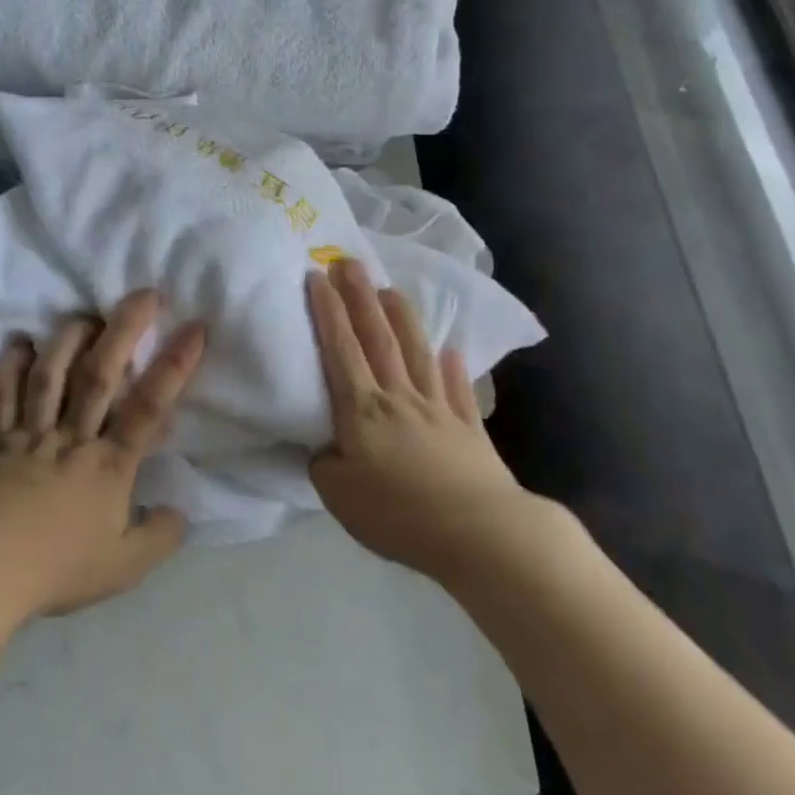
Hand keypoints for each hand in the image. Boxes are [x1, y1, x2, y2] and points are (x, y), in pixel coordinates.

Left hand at [0, 290, 204, 618]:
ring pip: (51, 374)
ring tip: (85, 314)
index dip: (174, 365)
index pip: (150, 407)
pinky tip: (17, 343)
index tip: (194, 327)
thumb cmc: (55, 569)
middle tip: (144, 294)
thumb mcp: (123, 568)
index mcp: (109, 465)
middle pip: (101, 374)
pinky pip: (0, 395)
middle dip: (124, 330)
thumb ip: (159, 537)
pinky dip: (8, 367)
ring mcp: (28, 434)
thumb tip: (179, 511)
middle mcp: (71, 438)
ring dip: (68, 338)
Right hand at [306, 260, 540, 582]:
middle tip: (348, 261)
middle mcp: (400, 396)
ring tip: (390, 289)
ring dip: (402, 317)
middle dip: (360, 296)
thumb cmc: (398, 514)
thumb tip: (326, 446)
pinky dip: (453, 368)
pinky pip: (458, 389)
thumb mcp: (338, 495)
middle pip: (378, 337)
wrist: (478, 533)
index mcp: (362, 410)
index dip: (327, 312)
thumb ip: (324, 464)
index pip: (340, 349)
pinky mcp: (468, 428)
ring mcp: (438, 408)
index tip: (317, 276)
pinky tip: (451, 350)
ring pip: (417, 351)